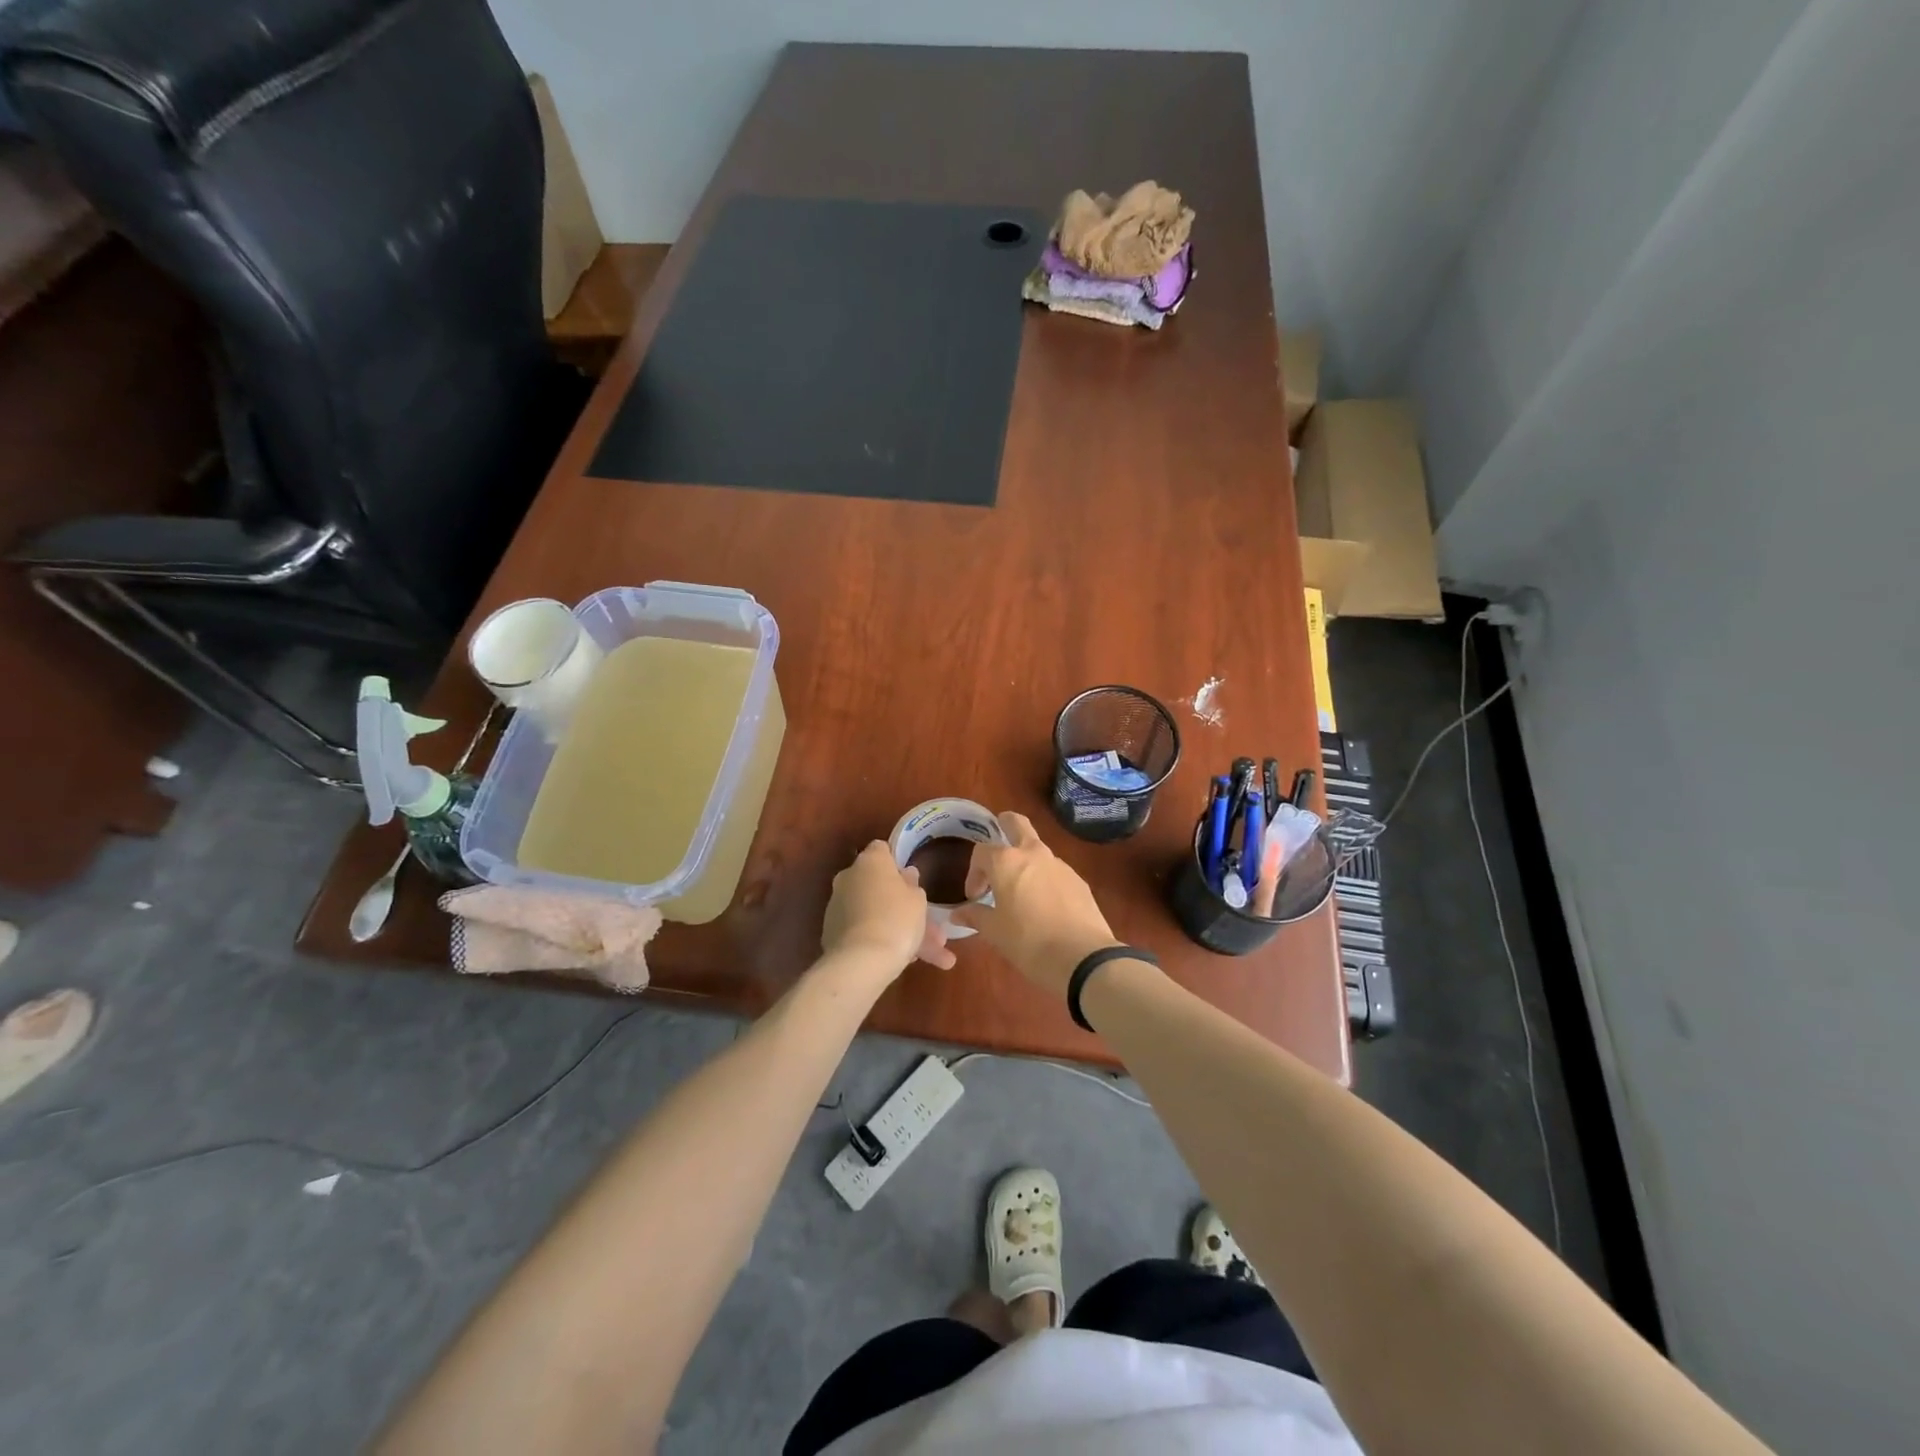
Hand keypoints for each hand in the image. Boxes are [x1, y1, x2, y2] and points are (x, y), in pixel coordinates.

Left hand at [821, 841, 956, 977]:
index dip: (896, 863)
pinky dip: (880, 942)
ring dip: (899, 931)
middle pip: (880, 887)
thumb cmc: (897, 919)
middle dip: (905, 907)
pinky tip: (905, 962)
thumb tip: (905, 874)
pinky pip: (863, 931)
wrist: (861, 961)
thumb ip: (912, 884)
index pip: (881, 850)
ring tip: (930, 959)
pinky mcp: (831, 932)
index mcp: (870, 861)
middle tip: (931, 929)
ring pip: (876, 914)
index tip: (911, 880)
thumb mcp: (917, 900)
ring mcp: (838, 905)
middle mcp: (849, 877)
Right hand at [949, 812, 1118, 995]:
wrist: (1082, 957)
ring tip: (1020, 891)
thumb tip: (958, 913)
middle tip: (998, 841)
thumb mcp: (994, 932)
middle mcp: (1034, 854)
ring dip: (1026, 861)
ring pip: (1038, 850)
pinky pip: (1055, 872)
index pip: (981, 852)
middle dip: (1005, 824)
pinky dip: (1045, 880)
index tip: (975, 896)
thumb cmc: (1028, 942)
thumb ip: (975, 916)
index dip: (973, 872)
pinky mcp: (1079, 881)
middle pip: (1018, 824)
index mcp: (1007, 862)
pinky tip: (1045, 907)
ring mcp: (1060, 865)